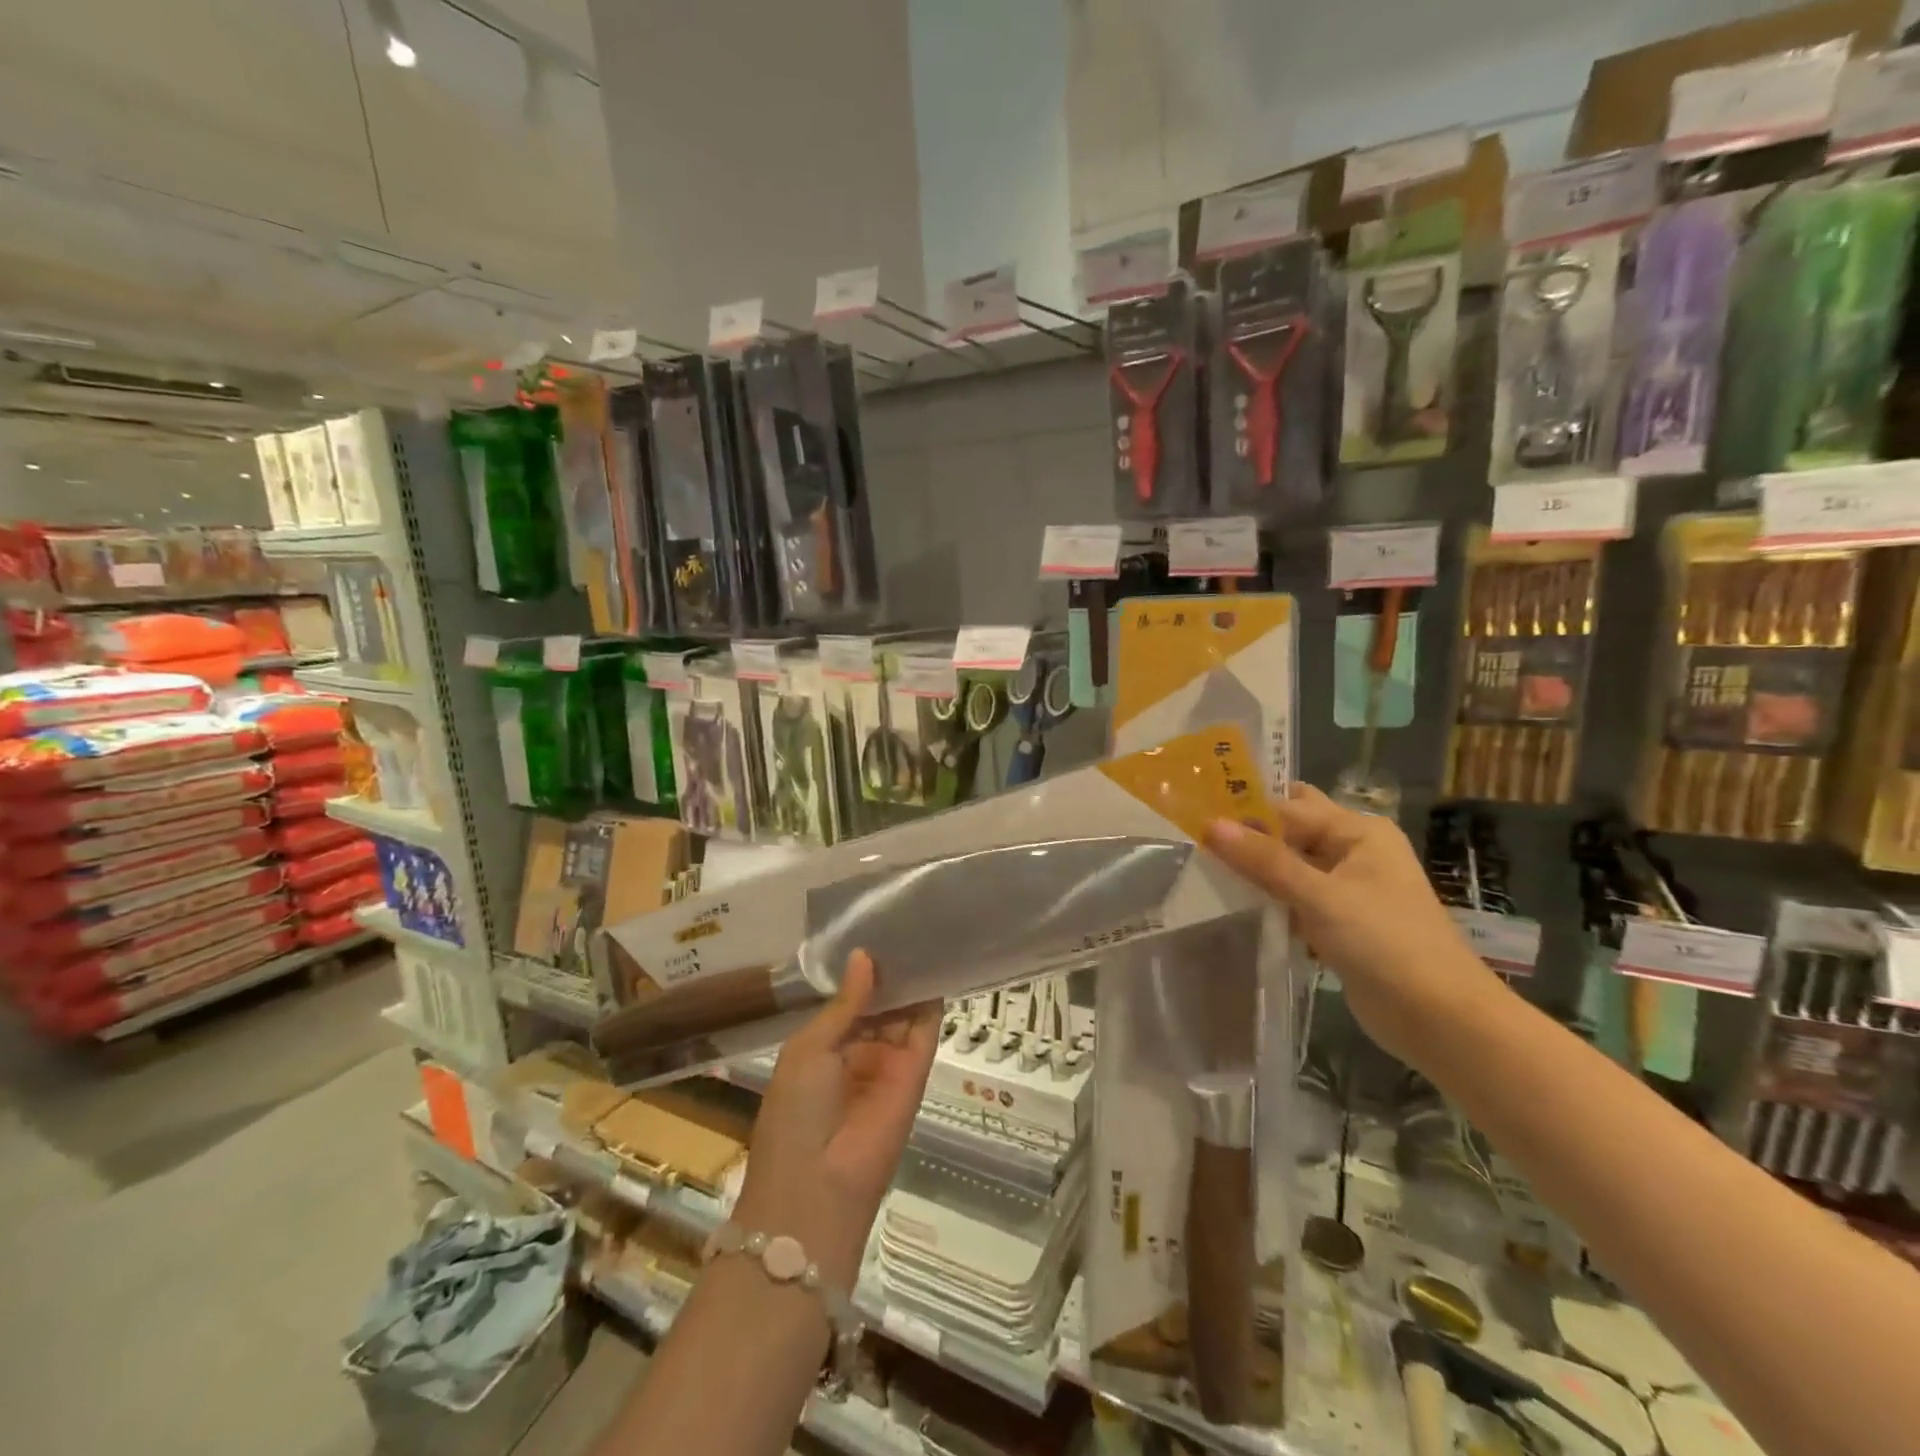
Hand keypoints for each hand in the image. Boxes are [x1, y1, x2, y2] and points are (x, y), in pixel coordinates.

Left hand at [734, 950, 939, 1287]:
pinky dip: (931, 1000)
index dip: (861, 971)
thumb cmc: (795, 1113)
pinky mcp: (917, 1073)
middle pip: (880, 1003)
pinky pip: (925, 1031)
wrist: (817, 1188)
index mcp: (823, 1047)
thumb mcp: (809, 1049)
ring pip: (904, 1012)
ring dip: (911, 979)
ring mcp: (889, 1062)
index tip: (877, 930)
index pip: (849, 1000)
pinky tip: (937, 964)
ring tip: (925, 929)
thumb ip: (844, 1004)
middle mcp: (858, 1052)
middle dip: (889, 970)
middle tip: (908, 921)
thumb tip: (864, 956)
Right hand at [1206, 783, 1499, 1063]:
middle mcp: (1353, 851)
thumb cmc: (1386, 943)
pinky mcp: (1338, 922)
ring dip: (1254, 870)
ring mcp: (1346, 889)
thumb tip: (1210, 825)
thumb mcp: (1320, 896)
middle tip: (1196, 837)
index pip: (1288, 807)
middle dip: (1248, 835)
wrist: (1440, 1019)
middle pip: (1290, 832)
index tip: (1195, 814)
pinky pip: (1294, 899)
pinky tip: (1232, 905)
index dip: (1243, 810)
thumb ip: (1264, 860)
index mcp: (1358, 831)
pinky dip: (1268, 900)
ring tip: (1201, 869)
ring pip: (1289, 867)